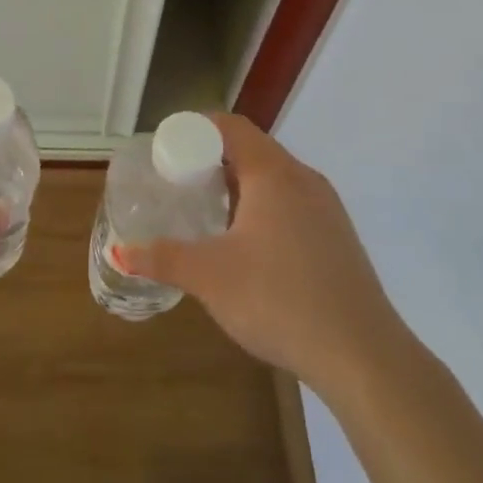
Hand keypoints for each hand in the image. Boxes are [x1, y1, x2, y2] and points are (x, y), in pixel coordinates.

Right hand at [115, 114, 406, 386]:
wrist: (362, 354)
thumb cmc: (279, 299)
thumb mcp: (209, 277)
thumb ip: (163, 258)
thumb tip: (120, 252)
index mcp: (273, 175)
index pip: (232, 127)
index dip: (197, 128)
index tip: (168, 147)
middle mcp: (304, 180)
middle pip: (254, 149)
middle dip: (214, 158)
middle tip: (180, 180)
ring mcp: (327, 209)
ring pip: (275, 178)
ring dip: (240, 184)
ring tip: (209, 210)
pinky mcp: (338, 237)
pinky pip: (293, 202)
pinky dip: (264, 206)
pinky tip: (249, 244)